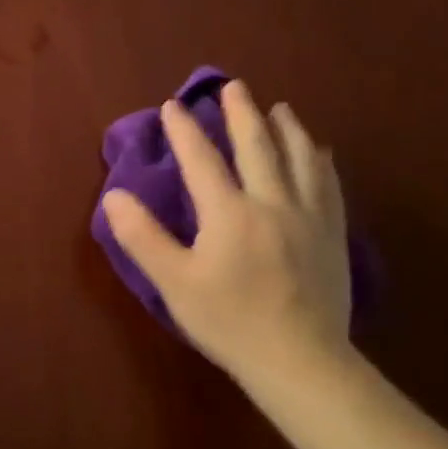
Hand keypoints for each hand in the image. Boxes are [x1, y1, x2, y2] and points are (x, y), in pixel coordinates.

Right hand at [102, 80, 352, 388]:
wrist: (301, 362)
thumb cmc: (229, 321)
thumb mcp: (174, 282)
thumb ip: (142, 236)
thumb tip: (115, 195)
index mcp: (229, 212)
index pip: (201, 159)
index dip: (184, 130)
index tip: (172, 105)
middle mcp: (271, 203)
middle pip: (257, 147)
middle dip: (242, 113)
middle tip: (234, 86)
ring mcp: (308, 218)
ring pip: (300, 159)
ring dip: (287, 129)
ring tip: (280, 108)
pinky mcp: (332, 237)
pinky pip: (329, 186)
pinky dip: (321, 162)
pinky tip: (321, 153)